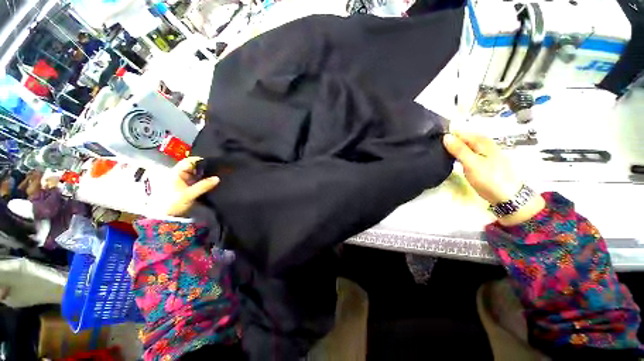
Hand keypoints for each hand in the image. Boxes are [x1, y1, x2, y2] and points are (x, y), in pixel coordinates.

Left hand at [165, 157, 218, 216]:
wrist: (165, 217)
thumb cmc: (173, 203)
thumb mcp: (189, 194)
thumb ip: (204, 185)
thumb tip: (217, 178)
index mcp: (176, 173)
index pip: (188, 161)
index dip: (199, 160)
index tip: (212, 163)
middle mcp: (179, 175)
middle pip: (193, 168)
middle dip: (204, 169)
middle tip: (217, 170)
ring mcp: (182, 182)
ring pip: (195, 175)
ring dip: (204, 176)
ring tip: (216, 176)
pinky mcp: (185, 188)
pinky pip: (196, 181)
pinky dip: (203, 181)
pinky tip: (211, 183)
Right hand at [443, 132, 544, 225]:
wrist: (508, 197)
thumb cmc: (490, 179)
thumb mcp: (472, 163)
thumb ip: (459, 149)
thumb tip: (445, 137)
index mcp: (482, 141)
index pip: (460, 132)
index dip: (447, 135)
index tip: (433, 141)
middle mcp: (483, 144)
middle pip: (462, 138)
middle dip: (449, 141)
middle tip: (434, 148)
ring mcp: (483, 153)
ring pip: (464, 146)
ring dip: (453, 148)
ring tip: (440, 153)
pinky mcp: (482, 162)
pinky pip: (467, 153)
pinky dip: (458, 155)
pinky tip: (452, 159)